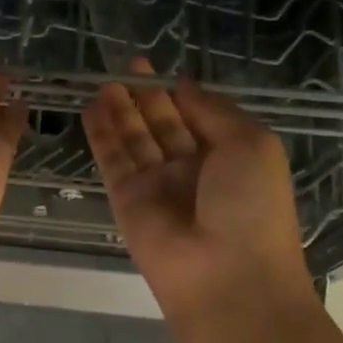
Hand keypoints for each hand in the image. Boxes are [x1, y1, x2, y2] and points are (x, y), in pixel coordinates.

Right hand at [83, 59, 313, 328]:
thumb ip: (215, 111)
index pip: (198, 116)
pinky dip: (101, 135)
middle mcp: (192, 169)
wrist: (226, 276)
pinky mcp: (126, 200)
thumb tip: (184, 85)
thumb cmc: (251, 207)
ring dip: (120, 111)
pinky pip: (112, 160)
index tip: (158, 67)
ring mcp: (157, 185)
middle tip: (126, 66)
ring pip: (134, 139)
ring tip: (104, 81)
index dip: (178, 92)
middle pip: (162, 125)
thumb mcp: (251, 144)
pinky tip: (91, 108)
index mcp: (229, 156)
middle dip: (146, 96)